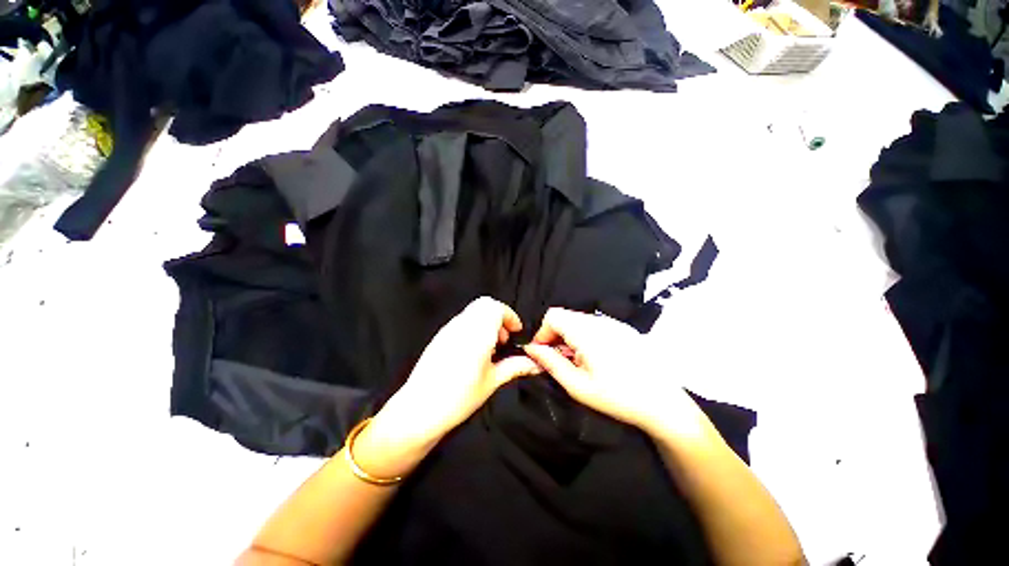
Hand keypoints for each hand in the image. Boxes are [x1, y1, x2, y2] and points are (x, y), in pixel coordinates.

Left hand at [381, 297, 539, 444]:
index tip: (516, 332)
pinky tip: (474, 351)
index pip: (496, 307)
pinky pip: (462, 321)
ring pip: (472, 311)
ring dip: (486, 321)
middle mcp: (462, 325)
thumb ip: (515, 367)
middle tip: (503, 339)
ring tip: (490, 347)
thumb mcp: (492, 382)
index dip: (510, 316)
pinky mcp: (439, 336)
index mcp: (477, 334)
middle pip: (484, 304)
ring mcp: (448, 329)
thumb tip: (536, 363)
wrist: (418, 410)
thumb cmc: (458, 398)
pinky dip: (474, 326)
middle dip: (499, 316)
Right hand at [523, 308, 704, 437]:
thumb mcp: (578, 385)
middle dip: (555, 336)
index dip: (542, 332)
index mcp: (587, 332)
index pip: (553, 315)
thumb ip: (551, 362)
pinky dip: (586, 336)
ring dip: (570, 336)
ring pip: (580, 320)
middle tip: (559, 360)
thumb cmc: (618, 397)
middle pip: (566, 317)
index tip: (543, 353)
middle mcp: (600, 321)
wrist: (665, 404)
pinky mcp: (624, 329)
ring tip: (578, 362)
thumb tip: (531, 348)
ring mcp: (614, 323)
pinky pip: (595, 325)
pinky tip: (596, 358)